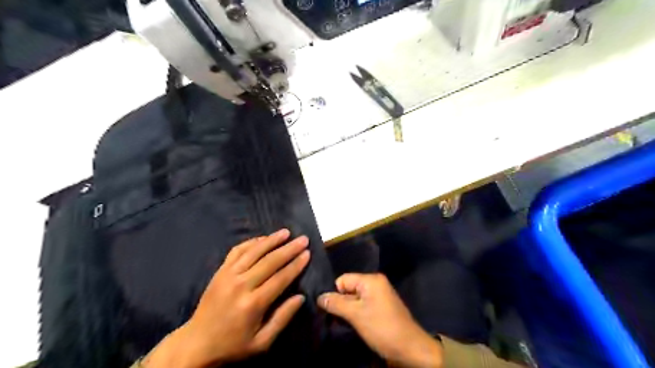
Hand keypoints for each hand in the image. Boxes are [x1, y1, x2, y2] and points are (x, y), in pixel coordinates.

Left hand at [142, 229, 309, 367]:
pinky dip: (251, 242)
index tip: (307, 253)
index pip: (280, 278)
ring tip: (286, 232)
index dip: (296, 265)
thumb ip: (282, 318)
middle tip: (303, 239)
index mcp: (253, 304)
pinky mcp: (220, 271)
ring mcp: (228, 275)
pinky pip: (237, 250)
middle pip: (270, 261)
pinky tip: (263, 238)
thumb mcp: (262, 342)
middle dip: (289, 249)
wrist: (196, 343)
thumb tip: (301, 297)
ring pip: (254, 251)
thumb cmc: (233, 344)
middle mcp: (241, 285)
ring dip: (272, 240)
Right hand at [315, 273, 439, 367]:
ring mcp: (379, 295)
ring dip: (348, 311)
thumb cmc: (382, 328)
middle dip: (341, 303)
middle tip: (334, 319)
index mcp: (371, 280)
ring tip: (343, 323)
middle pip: (349, 289)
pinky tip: (353, 325)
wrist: (410, 348)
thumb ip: (336, 304)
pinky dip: (356, 314)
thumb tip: (319, 297)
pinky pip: (363, 305)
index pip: (343, 280)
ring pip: (355, 299)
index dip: (335, 294)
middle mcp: (375, 283)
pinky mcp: (381, 307)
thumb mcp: (356, 315)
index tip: (331, 310)